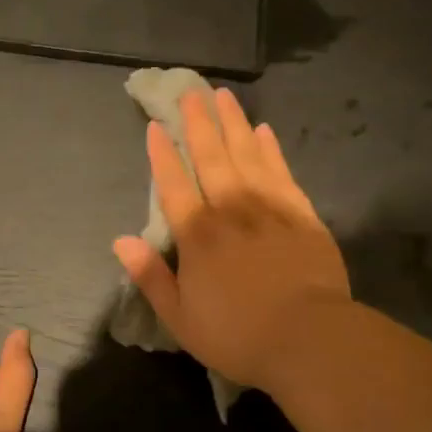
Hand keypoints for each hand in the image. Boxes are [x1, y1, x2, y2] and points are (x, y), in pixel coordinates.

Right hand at [113, 88, 350, 396]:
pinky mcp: (301, 213)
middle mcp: (229, 209)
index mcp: (196, 234)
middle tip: (191, 91)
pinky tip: (263, 130)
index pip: (173, 183)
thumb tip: (120, 241)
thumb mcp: (180, 317)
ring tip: (223, 96)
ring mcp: (268, 207)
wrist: (311, 340)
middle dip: (198, 122)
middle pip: (210, 156)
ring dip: (232, 123)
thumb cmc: (238, 335)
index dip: (163, 153)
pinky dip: (270, 149)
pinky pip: (281, 171)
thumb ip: (150, 276)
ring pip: (246, 154)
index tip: (156, 126)